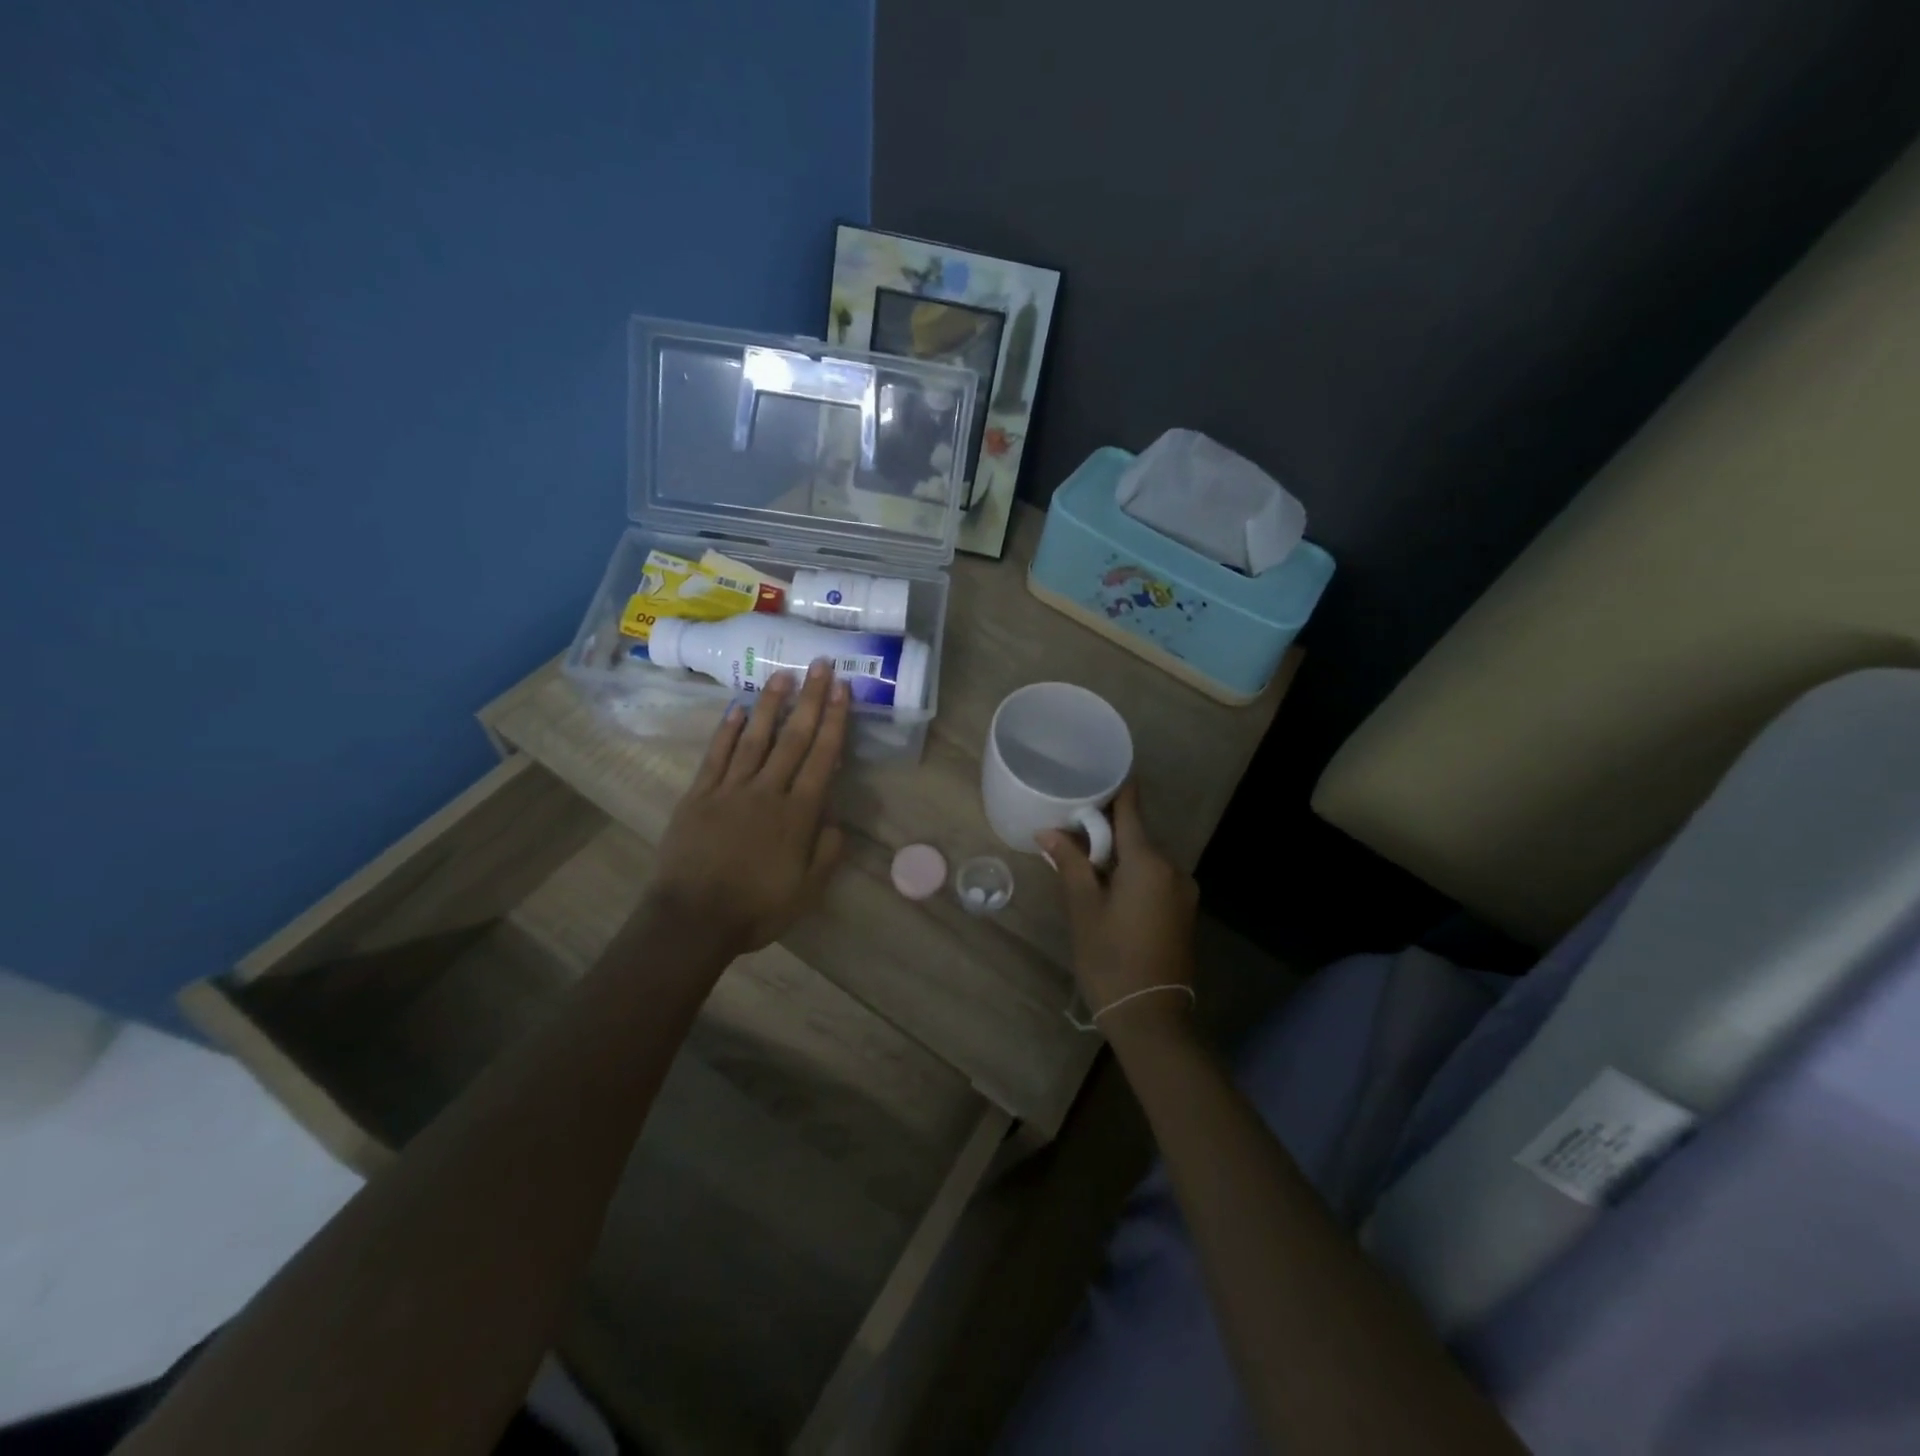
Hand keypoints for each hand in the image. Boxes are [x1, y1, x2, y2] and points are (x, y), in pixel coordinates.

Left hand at [646, 660, 848, 959]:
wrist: (692, 920)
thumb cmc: (756, 909)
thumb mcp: (807, 891)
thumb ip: (827, 853)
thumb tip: (835, 821)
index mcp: (798, 814)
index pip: (822, 757)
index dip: (835, 721)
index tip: (843, 689)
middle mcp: (767, 791)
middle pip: (793, 738)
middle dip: (810, 699)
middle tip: (821, 665)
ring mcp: (730, 790)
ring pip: (754, 738)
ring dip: (770, 704)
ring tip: (783, 674)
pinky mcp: (699, 795)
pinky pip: (716, 756)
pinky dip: (727, 731)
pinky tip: (736, 709)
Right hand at [1040, 781, 1198, 1035]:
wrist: (1152, 1016)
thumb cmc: (1110, 958)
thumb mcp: (1084, 908)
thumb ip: (1070, 862)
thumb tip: (1048, 831)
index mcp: (1148, 861)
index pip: (1131, 807)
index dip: (1114, 788)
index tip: (1093, 775)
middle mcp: (1173, 868)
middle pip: (1137, 834)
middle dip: (1105, 830)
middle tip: (1071, 830)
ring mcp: (1183, 891)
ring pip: (1145, 858)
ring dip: (1118, 855)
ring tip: (1084, 864)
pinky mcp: (1184, 910)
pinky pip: (1155, 878)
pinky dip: (1133, 875)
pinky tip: (1109, 890)